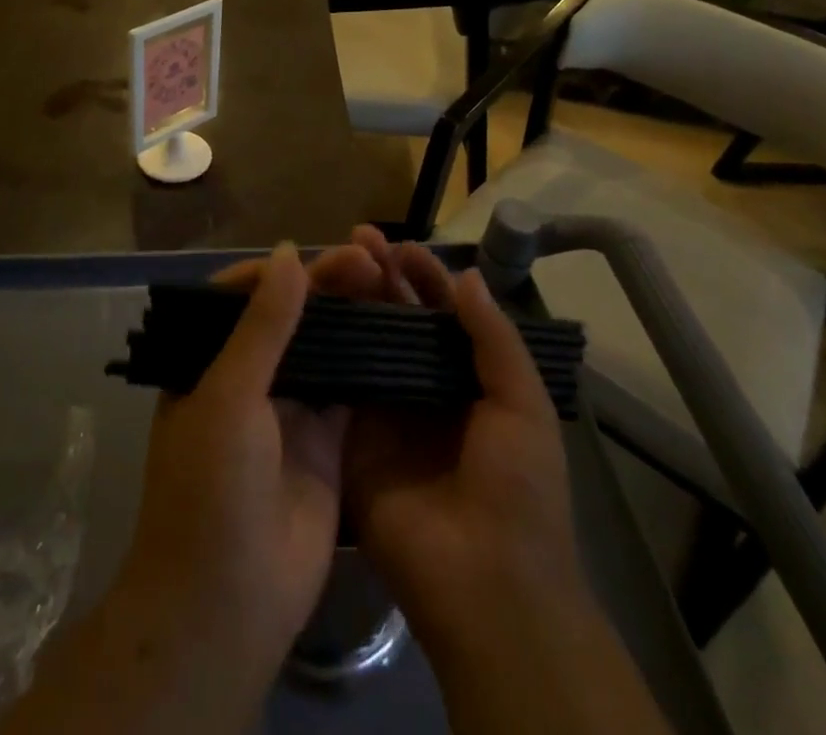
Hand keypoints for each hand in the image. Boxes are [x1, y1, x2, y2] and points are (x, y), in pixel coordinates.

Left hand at [101, 241, 388, 722]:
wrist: (227, 606)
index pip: (240, 297)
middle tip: (367, 258)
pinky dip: (370, 362)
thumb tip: (289, 252)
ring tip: (386, 281)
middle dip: (323, 286)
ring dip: (350, 317)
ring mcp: (288, 411)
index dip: (276, 271)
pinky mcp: (325, 443)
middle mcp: (247, 379)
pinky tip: (399, 331)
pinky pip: (349, 389)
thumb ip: (262, 325)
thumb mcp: (229, 396)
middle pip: (289, 317)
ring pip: (323, 348)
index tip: (315, 253)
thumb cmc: (211, 487)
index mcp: (207, 363)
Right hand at [343, 242, 594, 659]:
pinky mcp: (350, 439)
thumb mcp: (522, 405)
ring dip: (348, 303)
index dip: (422, 276)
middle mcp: (420, 387)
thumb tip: (466, 275)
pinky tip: (303, 312)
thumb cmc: (519, 489)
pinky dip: (322, 348)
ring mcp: (382, 413)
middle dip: (378, 277)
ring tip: (327, 263)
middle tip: (355, 239)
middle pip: (395, 320)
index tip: (397, 245)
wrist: (487, 586)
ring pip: (362, 343)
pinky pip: (335, 386)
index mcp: (465, 378)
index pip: (440, 312)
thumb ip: (494, 338)